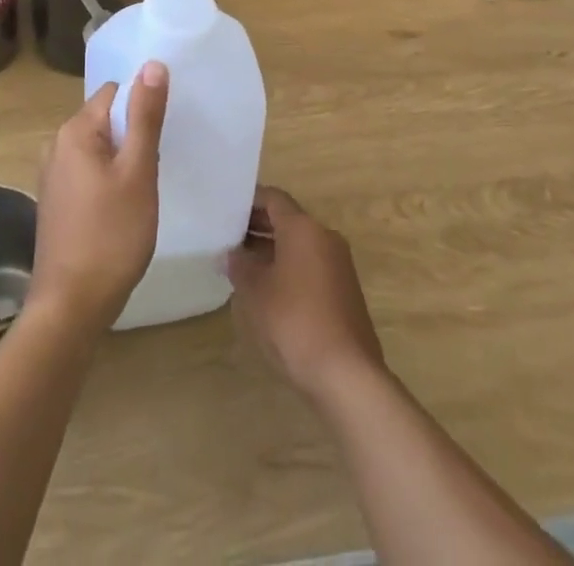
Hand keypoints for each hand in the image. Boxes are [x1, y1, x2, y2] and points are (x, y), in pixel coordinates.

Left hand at [29, 64, 168, 332]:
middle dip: (134, 135)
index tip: (163, 135)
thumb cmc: (111, 235)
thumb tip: (153, 64)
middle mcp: (57, 144)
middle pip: (106, 118)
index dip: (142, 107)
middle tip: (155, 168)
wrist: (70, 307)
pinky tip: (122, 207)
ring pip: (99, 147)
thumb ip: (146, 116)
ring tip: (143, 189)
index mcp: (75, 130)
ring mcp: (53, 174)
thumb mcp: (138, 172)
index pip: (115, 93)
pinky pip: (88, 170)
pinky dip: (108, 179)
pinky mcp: (56, 200)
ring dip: (123, 159)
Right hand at [229, 187, 385, 403]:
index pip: (273, 198)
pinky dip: (289, 266)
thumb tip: (231, 254)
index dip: (249, 200)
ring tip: (242, 263)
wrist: (347, 374)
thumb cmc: (294, 321)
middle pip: (287, 219)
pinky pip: (311, 264)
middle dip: (258, 226)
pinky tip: (268, 288)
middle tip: (228, 237)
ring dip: (272, 248)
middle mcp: (325, 236)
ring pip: (299, 243)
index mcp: (303, 227)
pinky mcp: (344, 290)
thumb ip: (240, 265)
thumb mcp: (255, 292)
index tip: (226, 209)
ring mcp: (338, 263)